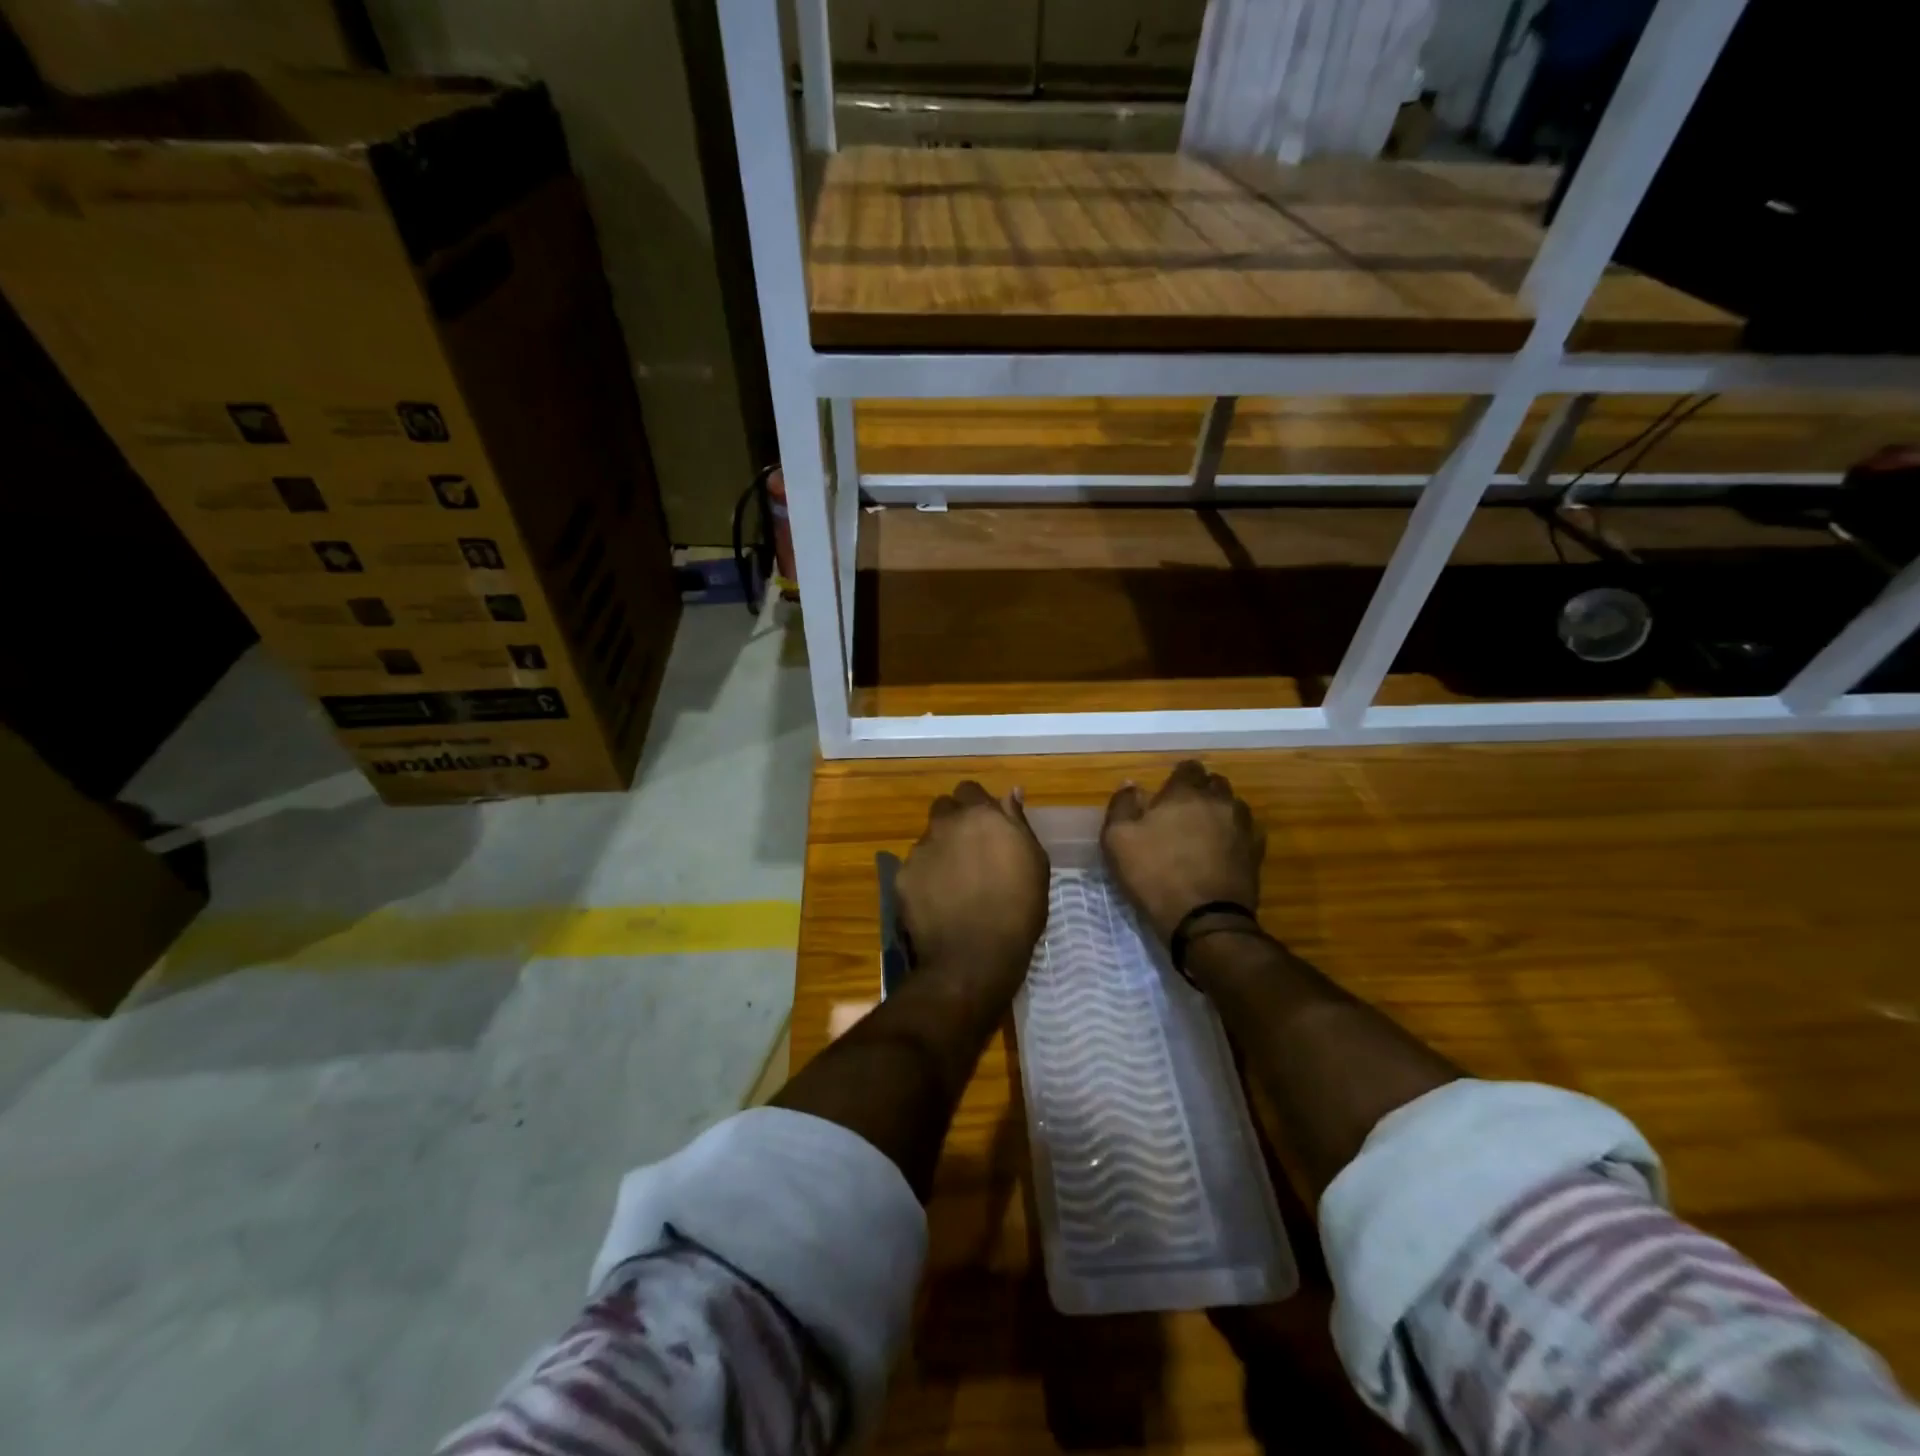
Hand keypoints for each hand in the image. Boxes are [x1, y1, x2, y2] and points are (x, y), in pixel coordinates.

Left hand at [897, 781, 1049, 992]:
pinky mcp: (902, 877)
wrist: (974, 957)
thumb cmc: (1018, 909)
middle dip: (955, 823)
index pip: (969, 790)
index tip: (989, 827)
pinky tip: (938, 901)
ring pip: (929, 839)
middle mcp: (945, 824)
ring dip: (940, 851)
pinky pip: (914, 868)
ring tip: (955, 883)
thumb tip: (1011, 792)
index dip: (978, 806)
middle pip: (944, 809)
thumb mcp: (1034, 862)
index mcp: (980, 815)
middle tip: (971, 852)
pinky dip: (925, 878)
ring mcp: (920, 850)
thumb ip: (1017, 821)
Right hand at [1102, 760, 1264, 945]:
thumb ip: (1123, 805)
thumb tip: (1131, 784)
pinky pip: (1247, 832)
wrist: (1204, 920)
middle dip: (1201, 791)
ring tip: (1205, 830)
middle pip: (1215, 783)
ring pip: (1234, 806)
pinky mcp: (1256, 854)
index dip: (1178, 776)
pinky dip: (1235, 835)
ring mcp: (1243, 827)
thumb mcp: (1118, 840)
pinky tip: (1223, 849)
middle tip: (1183, 810)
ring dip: (1220, 811)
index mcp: (1185, 793)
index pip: (1188, 768)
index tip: (1167, 792)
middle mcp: (1219, 802)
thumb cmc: (1154, 874)